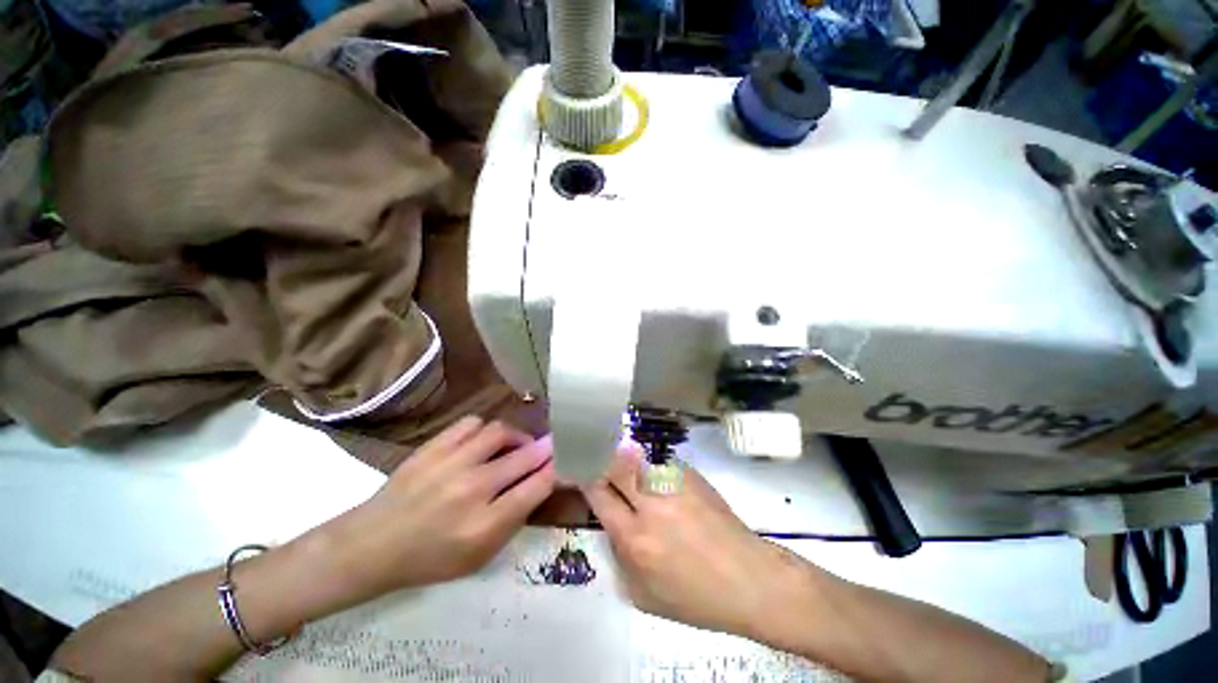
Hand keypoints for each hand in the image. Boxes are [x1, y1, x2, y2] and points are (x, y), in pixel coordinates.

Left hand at [323, 417, 555, 596]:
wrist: (372, 545)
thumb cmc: (430, 558)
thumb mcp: (479, 556)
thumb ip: (514, 519)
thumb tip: (540, 483)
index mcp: (484, 525)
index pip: (536, 487)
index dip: (555, 469)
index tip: (563, 461)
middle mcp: (471, 489)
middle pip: (524, 456)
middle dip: (544, 449)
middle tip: (549, 446)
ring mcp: (450, 464)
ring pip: (500, 432)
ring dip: (515, 437)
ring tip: (512, 446)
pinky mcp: (433, 447)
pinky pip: (472, 424)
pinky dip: (485, 430)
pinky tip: (482, 442)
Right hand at [583, 447, 812, 638]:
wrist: (748, 578)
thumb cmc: (695, 597)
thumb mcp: (643, 594)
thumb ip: (619, 555)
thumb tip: (610, 521)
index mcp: (635, 537)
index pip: (598, 492)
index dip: (585, 477)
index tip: (580, 470)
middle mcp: (651, 504)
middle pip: (613, 463)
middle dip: (599, 457)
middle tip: (595, 456)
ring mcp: (673, 484)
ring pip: (635, 455)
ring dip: (622, 457)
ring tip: (620, 461)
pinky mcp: (691, 474)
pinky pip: (658, 461)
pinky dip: (648, 465)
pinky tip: (653, 475)